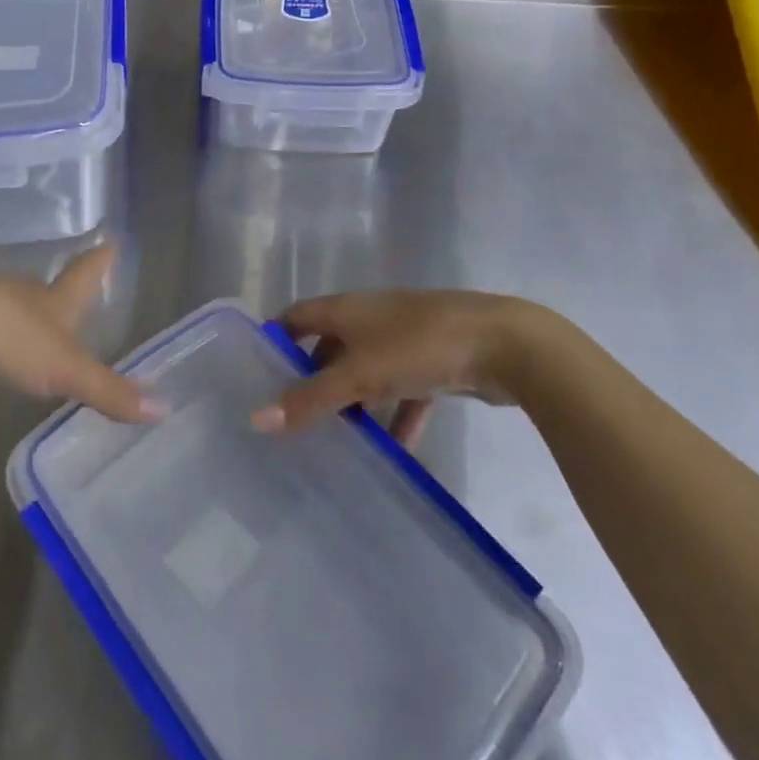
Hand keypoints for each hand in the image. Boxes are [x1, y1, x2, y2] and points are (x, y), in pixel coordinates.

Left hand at [0, 247, 160, 424]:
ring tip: (33, 329)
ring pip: (10, 308)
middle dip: (60, 293)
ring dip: (23, 316)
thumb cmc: (10, 335)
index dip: (99, 262)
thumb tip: (164, 410)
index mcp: (52, 300)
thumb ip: (109, 391)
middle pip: (46, 290)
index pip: (83, 276)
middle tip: (72, 295)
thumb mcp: (65, 369)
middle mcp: (20, 295)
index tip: (110, 240)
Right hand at [251, 289, 577, 443]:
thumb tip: (256, 419)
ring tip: (337, 438)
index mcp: (346, 309)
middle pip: (330, 346)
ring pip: (367, 371)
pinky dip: (397, 416)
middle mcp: (370, 317)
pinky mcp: (434, 361)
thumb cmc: (417, 346)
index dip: (276, 339)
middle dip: (313, 378)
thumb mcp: (358, 374)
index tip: (256, 374)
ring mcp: (404, 338)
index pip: (297, 317)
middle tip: (294, 415)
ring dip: (354, 401)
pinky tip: (395, 450)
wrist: (503, 344)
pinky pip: (404, 391)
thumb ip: (310, 399)